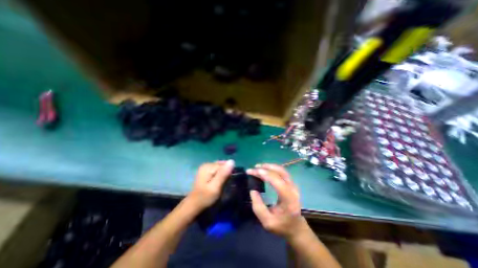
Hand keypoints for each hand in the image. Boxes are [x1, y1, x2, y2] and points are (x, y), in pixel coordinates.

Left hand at [184, 160, 233, 211]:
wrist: (194, 205)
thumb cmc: (205, 197)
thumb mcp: (216, 187)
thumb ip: (223, 174)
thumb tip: (232, 161)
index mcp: (208, 166)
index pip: (224, 164)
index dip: (229, 172)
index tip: (229, 182)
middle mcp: (207, 164)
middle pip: (222, 165)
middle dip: (226, 173)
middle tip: (226, 183)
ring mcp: (206, 168)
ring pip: (220, 168)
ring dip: (224, 174)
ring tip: (223, 183)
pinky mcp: (206, 172)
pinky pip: (217, 170)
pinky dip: (220, 175)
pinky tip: (219, 182)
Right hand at [247, 163, 301, 238]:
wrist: (296, 228)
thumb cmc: (282, 226)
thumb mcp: (267, 222)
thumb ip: (258, 207)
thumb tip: (252, 190)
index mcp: (289, 199)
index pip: (277, 181)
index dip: (264, 174)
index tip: (252, 171)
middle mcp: (293, 189)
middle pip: (280, 172)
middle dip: (266, 167)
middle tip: (254, 168)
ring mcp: (293, 185)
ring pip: (282, 169)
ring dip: (269, 166)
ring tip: (258, 167)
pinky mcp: (291, 184)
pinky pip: (282, 172)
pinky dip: (273, 168)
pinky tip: (265, 169)